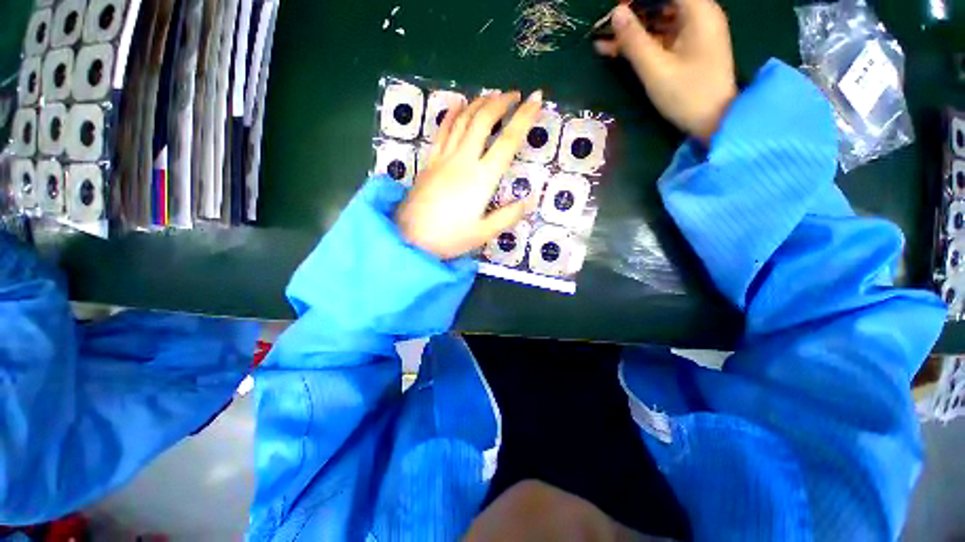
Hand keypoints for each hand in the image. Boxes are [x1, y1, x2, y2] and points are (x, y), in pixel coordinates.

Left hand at [395, 90, 542, 258]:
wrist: (409, 238)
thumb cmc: (449, 238)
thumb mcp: (483, 233)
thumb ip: (508, 216)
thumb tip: (530, 201)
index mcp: (482, 178)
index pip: (508, 141)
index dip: (524, 117)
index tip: (536, 98)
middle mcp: (464, 160)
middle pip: (483, 120)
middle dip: (501, 102)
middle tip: (515, 95)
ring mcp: (444, 158)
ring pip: (462, 120)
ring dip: (479, 103)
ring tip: (492, 96)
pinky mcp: (430, 161)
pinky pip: (442, 131)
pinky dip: (452, 114)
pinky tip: (459, 106)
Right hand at [594, 0, 736, 141]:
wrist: (714, 121)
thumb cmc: (687, 95)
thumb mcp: (656, 69)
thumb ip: (634, 41)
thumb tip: (615, 13)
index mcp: (698, 11)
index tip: (616, 7)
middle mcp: (699, 14)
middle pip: (661, 2)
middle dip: (633, 11)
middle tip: (606, 26)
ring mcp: (694, 31)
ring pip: (658, 19)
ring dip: (633, 28)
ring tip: (604, 41)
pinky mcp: (688, 47)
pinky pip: (661, 36)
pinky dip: (641, 41)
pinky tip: (617, 49)